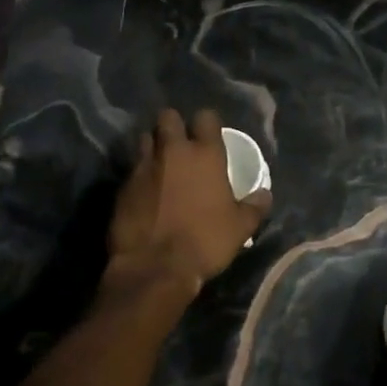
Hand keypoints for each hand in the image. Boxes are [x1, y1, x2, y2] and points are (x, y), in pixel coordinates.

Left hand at [107, 108, 270, 297]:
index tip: (210, 135)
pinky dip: (139, 175)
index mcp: (205, 155)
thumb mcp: (241, 227)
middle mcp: (172, 152)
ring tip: (161, 163)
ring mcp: (143, 167)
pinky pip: (132, 169)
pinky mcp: (121, 187)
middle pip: (168, 117)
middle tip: (181, 143)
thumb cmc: (205, 242)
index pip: (206, 117)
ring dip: (153, 146)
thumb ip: (254, 206)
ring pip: (145, 138)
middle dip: (174, 125)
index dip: (208, 123)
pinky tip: (145, 191)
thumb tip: (264, 195)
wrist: (154, 268)